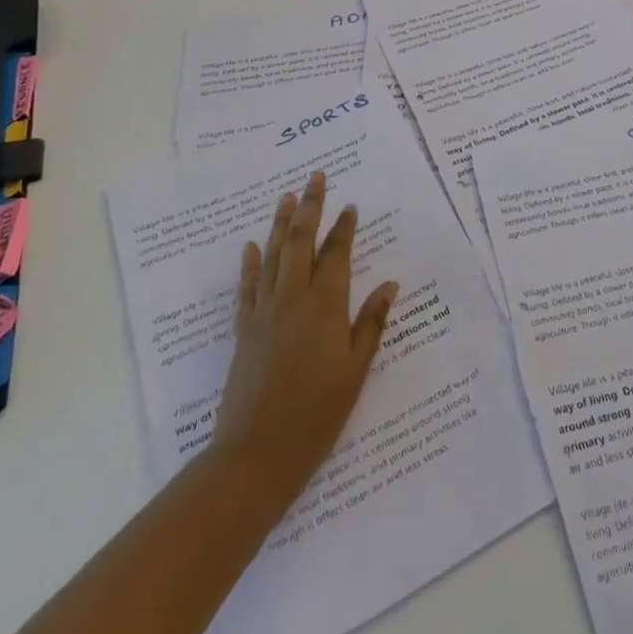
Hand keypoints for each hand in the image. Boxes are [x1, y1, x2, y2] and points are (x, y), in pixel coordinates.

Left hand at [208, 172, 398, 514]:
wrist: (256, 455)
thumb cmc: (317, 414)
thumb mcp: (356, 370)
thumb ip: (371, 323)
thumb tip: (389, 284)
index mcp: (324, 306)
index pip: (336, 254)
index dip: (344, 228)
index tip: (351, 206)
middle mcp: (292, 298)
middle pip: (301, 242)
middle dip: (310, 207)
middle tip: (316, 178)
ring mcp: (263, 312)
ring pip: (273, 255)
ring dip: (281, 224)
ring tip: (287, 197)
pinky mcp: (243, 330)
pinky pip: (247, 287)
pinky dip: (250, 264)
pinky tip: (252, 246)